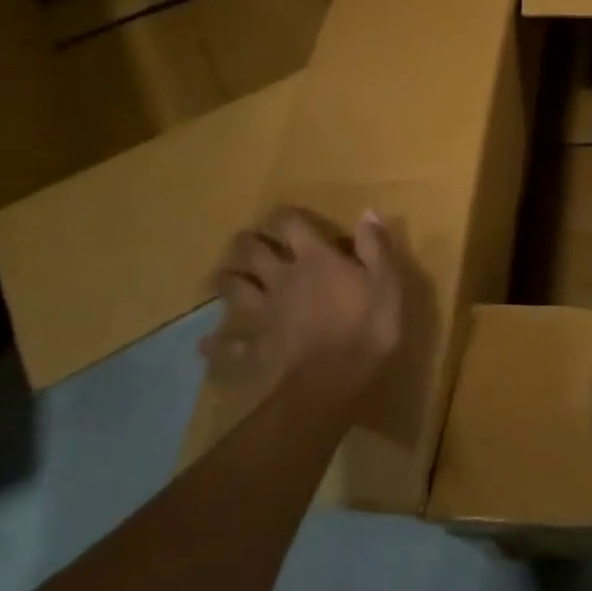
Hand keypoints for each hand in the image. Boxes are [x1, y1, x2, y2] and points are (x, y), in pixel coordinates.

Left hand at [203, 208, 402, 405]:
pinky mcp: (258, 346)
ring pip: (235, 290)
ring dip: (226, 281)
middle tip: (246, 240)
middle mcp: (283, 279)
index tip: (284, 214)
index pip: (293, 226)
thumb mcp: (386, 280)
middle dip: (247, 243)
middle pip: (254, 253)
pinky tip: (206, 345)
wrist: (334, 377)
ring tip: (223, 277)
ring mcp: (266, 313)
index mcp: (315, 259)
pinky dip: (217, 344)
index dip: (285, 216)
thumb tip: (367, 213)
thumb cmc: (367, 324)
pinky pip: (231, 344)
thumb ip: (375, 246)